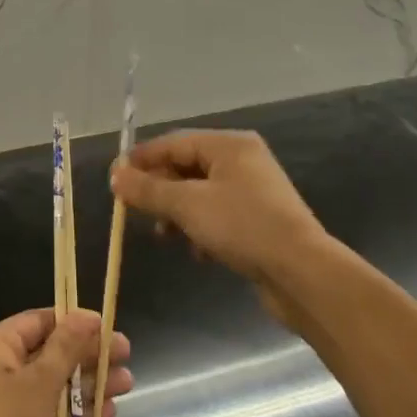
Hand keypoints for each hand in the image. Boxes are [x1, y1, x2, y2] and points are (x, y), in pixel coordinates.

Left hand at [0, 309, 131, 416]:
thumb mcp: (40, 382)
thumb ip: (67, 347)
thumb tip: (86, 314)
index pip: (40, 321)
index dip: (75, 322)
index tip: (109, 326)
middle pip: (50, 352)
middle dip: (89, 355)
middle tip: (127, 355)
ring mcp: (5, 404)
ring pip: (54, 385)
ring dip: (89, 384)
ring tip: (128, 384)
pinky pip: (49, 414)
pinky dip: (76, 413)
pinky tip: (108, 415)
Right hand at [111, 130, 339, 326]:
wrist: (302, 274)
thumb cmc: (242, 227)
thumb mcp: (187, 205)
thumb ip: (148, 189)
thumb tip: (115, 176)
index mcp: (229, 145)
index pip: (174, 143)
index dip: (142, 159)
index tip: (114, 179)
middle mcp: (242, 161)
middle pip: (186, 167)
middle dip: (159, 189)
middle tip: (133, 210)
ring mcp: (253, 192)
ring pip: (199, 194)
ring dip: (177, 213)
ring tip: (163, 235)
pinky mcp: (258, 221)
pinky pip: (217, 215)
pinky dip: (200, 228)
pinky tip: (196, 251)